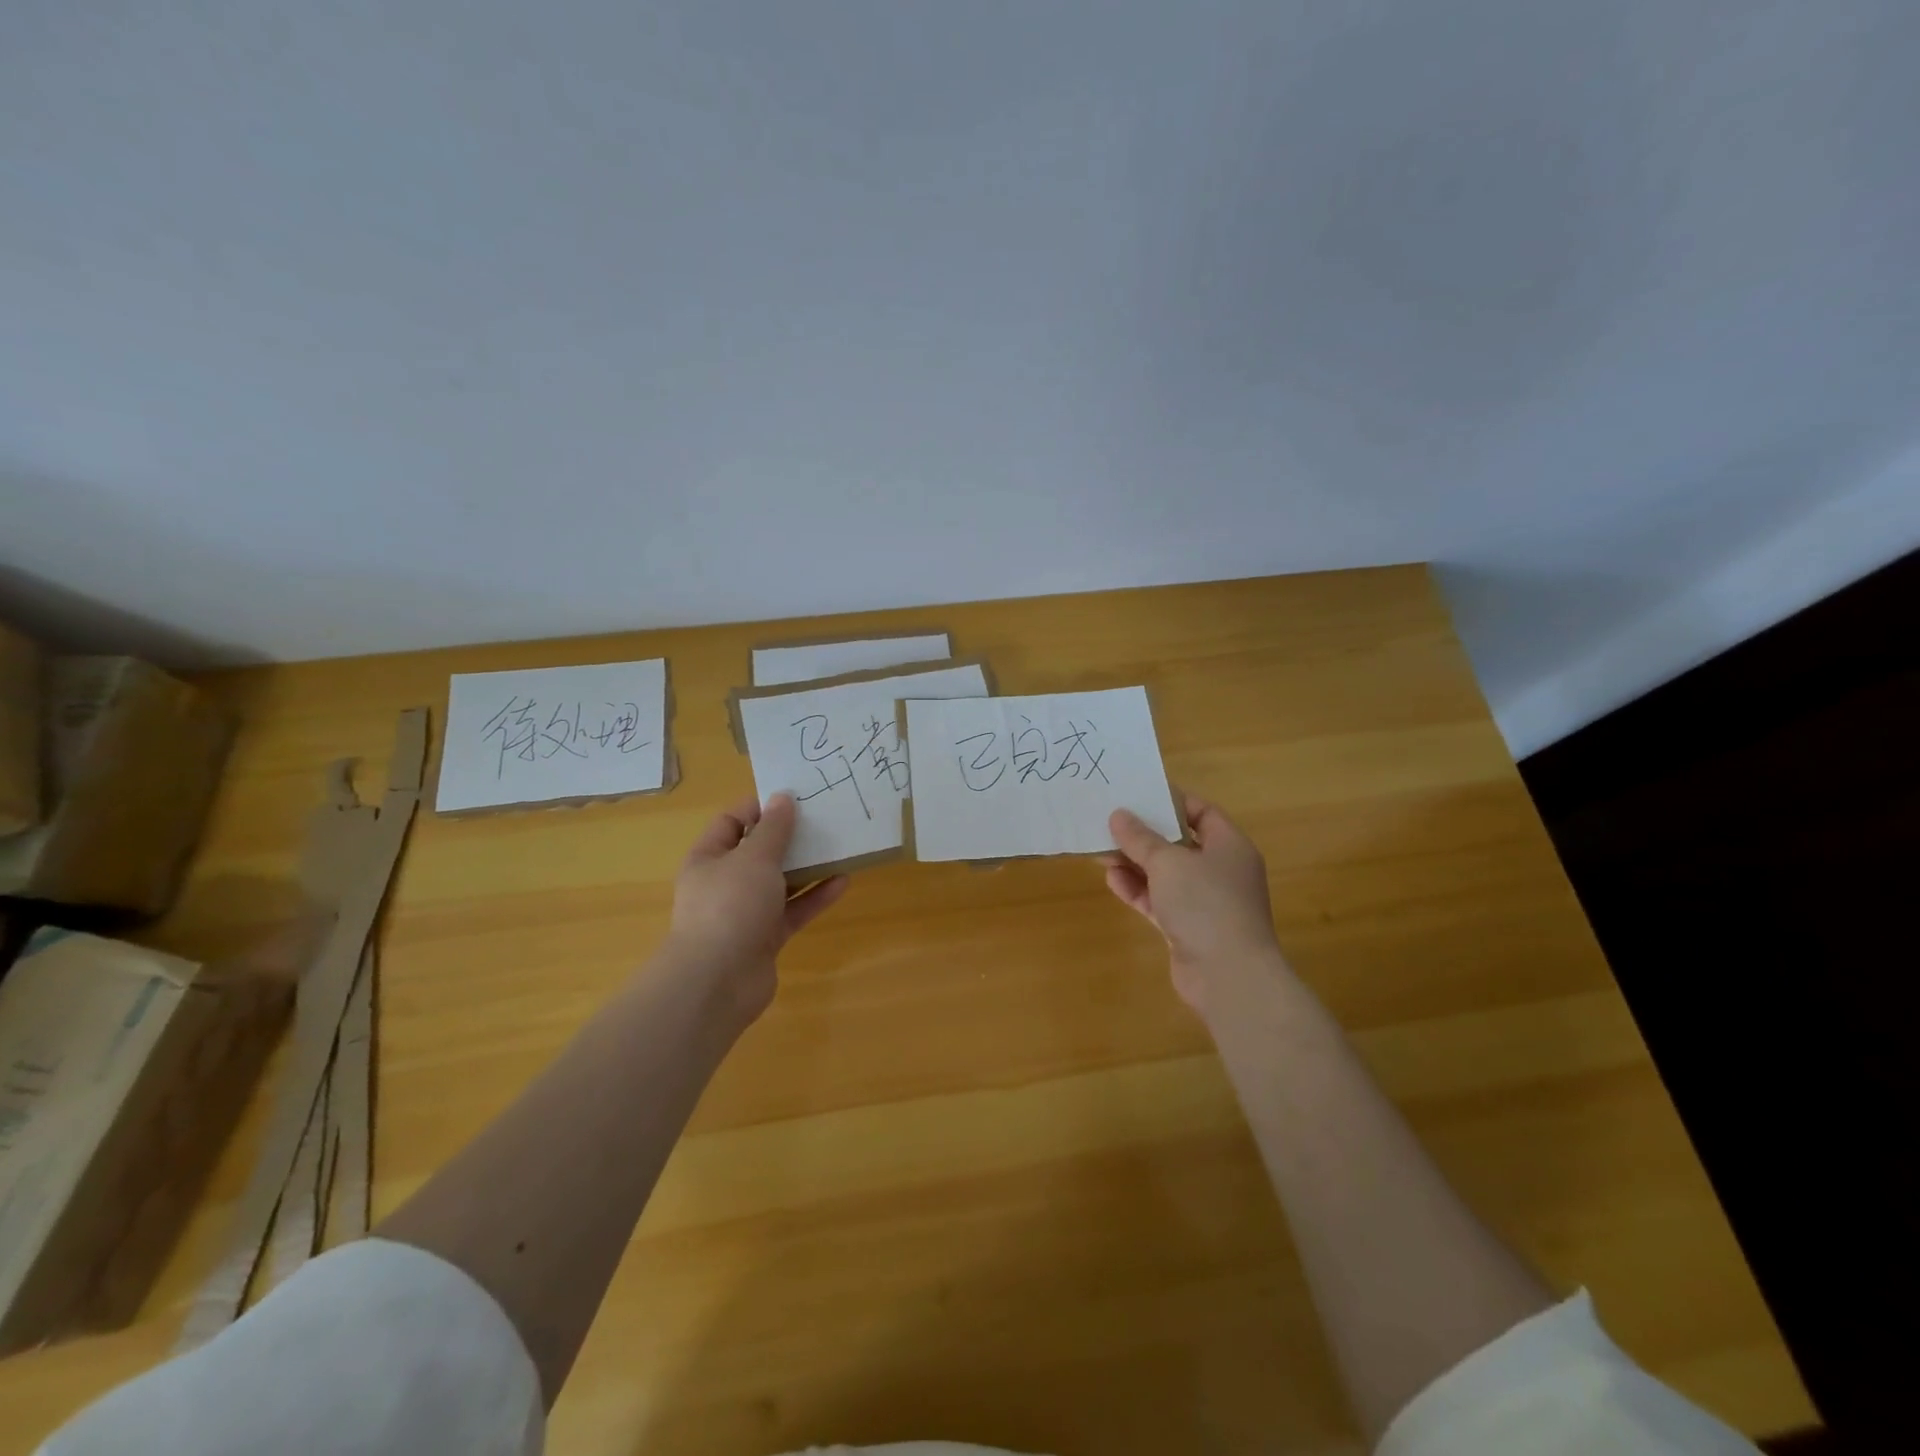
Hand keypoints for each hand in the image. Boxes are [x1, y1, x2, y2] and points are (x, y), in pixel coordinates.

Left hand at [665, 793, 848, 1020]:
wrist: (718, 982)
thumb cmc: (730, 906)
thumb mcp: (754, 858)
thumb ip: (773, 828)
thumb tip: (782, 798)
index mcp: (709, 857)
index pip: (732, 821)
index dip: (760, 807)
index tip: (795, 797)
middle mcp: (725, 882)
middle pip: (760, 851)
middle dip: (790, 837)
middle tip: (824, 819)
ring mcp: (745, 912)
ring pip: (780, 882)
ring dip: (808, 866)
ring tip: (840, 847)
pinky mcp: (766, 937)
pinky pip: (794, 909)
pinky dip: (815, 896)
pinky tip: (843, 882)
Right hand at [1104, 791, 1288, 1015]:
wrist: (1228, 976)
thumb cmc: (1205, 904)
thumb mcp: (1168, 862)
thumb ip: (1140, 838)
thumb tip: (1118, 815)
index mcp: (1229, 846)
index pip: (1201, 811)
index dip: (1170, 801)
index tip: (1137, 795)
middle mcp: (1221, 870)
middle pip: (1179, 843)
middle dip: (1144, 835)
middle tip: (1110, 822)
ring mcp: (1205, 902)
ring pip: (1166, 874)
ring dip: (1135, 863)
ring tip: (1101, 849)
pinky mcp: (1188, 927)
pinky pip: (1159, 900)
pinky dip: (1137, 890)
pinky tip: (1111, 879)